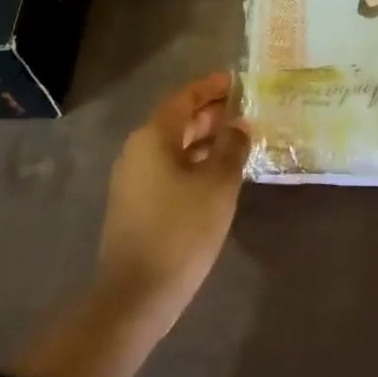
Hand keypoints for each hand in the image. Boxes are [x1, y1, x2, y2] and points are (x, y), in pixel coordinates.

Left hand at [96, 73, 247, 334]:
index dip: (211, 88)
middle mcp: (138, 150)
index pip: (184, 98)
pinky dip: (193, 162)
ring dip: (203, 140)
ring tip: (237, 140)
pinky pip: (169, 169)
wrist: (136, 294)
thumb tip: (240, 125)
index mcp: (153, 137)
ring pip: (173, 146)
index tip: (236, 81)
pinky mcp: (136, 204)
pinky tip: (217, 174)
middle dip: (209, 113)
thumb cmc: (181, 230)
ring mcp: (134, 179)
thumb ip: (231, 148)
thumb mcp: (218, 184)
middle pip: (177, 120)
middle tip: (244, 109)